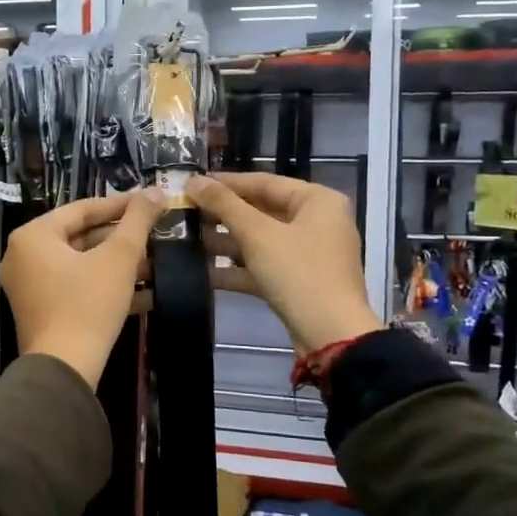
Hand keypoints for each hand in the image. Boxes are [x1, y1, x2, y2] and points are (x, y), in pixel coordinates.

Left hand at [1, 189, 166, 387]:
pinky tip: (144, 292)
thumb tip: (156, 190)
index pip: (82, 209)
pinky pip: (76, 287)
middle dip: (121, 238)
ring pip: (81, 264)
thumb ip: (137, 221)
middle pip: (80, 236)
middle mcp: (23, 256)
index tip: (151, 202)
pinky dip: (105, 285)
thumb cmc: (88, 304)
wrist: (64, 369)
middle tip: (156, 233)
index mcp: (33, 236)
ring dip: (118, 264)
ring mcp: (29, 286)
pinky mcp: (41, 311)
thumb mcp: (118, 257)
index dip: (121, 205)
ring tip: (157, 262)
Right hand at [186, 172, 382, 353]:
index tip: (193, 183)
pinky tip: (204, 272)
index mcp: (317, 201)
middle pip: (262, 211)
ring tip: (187, 240)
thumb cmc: (298, 273)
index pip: (264, 182)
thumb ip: (224, 204)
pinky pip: (264, 266)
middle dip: (223, 215)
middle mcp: (317, 222)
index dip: (226, 182)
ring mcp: (309, 254)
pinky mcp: (299, 281)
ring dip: (226, 242)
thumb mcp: (257, 234)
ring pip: (261, 240)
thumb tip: (193, 180)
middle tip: (185, 212)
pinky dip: (238, 268)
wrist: (330, 336)